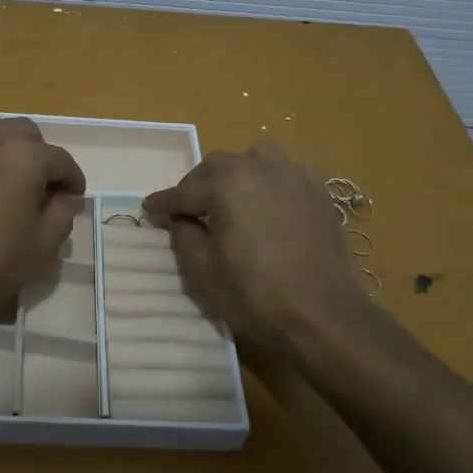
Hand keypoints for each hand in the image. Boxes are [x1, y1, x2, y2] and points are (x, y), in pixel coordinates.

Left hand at [0, 108, 85, 334]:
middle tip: (37, 187)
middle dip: (38, 157)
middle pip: (26, 135)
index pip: (61, 160)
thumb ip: (62, 215)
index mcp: (25, 155)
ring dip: (3, 146)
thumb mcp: (41, 248)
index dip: (72, 179)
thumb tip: (65, 197)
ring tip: (1, 176)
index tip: (73, 195)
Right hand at [143, 140, 372, 352]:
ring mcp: (295, 176)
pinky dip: (269, 178)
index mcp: (228, 184)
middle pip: (218, 166)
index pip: (185, 191)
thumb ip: (184, 235)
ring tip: (229, 198)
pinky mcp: (319, 192)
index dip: (164, 203)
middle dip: (197, 185)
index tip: (148, 209)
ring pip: (255, 157)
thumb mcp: (205, 271)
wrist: (324, 316)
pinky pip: (287, 170)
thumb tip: (178, 218)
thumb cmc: (257, 295)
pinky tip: (267, 202)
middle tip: (186, 211)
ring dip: (235, 172)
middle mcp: (261, 168)